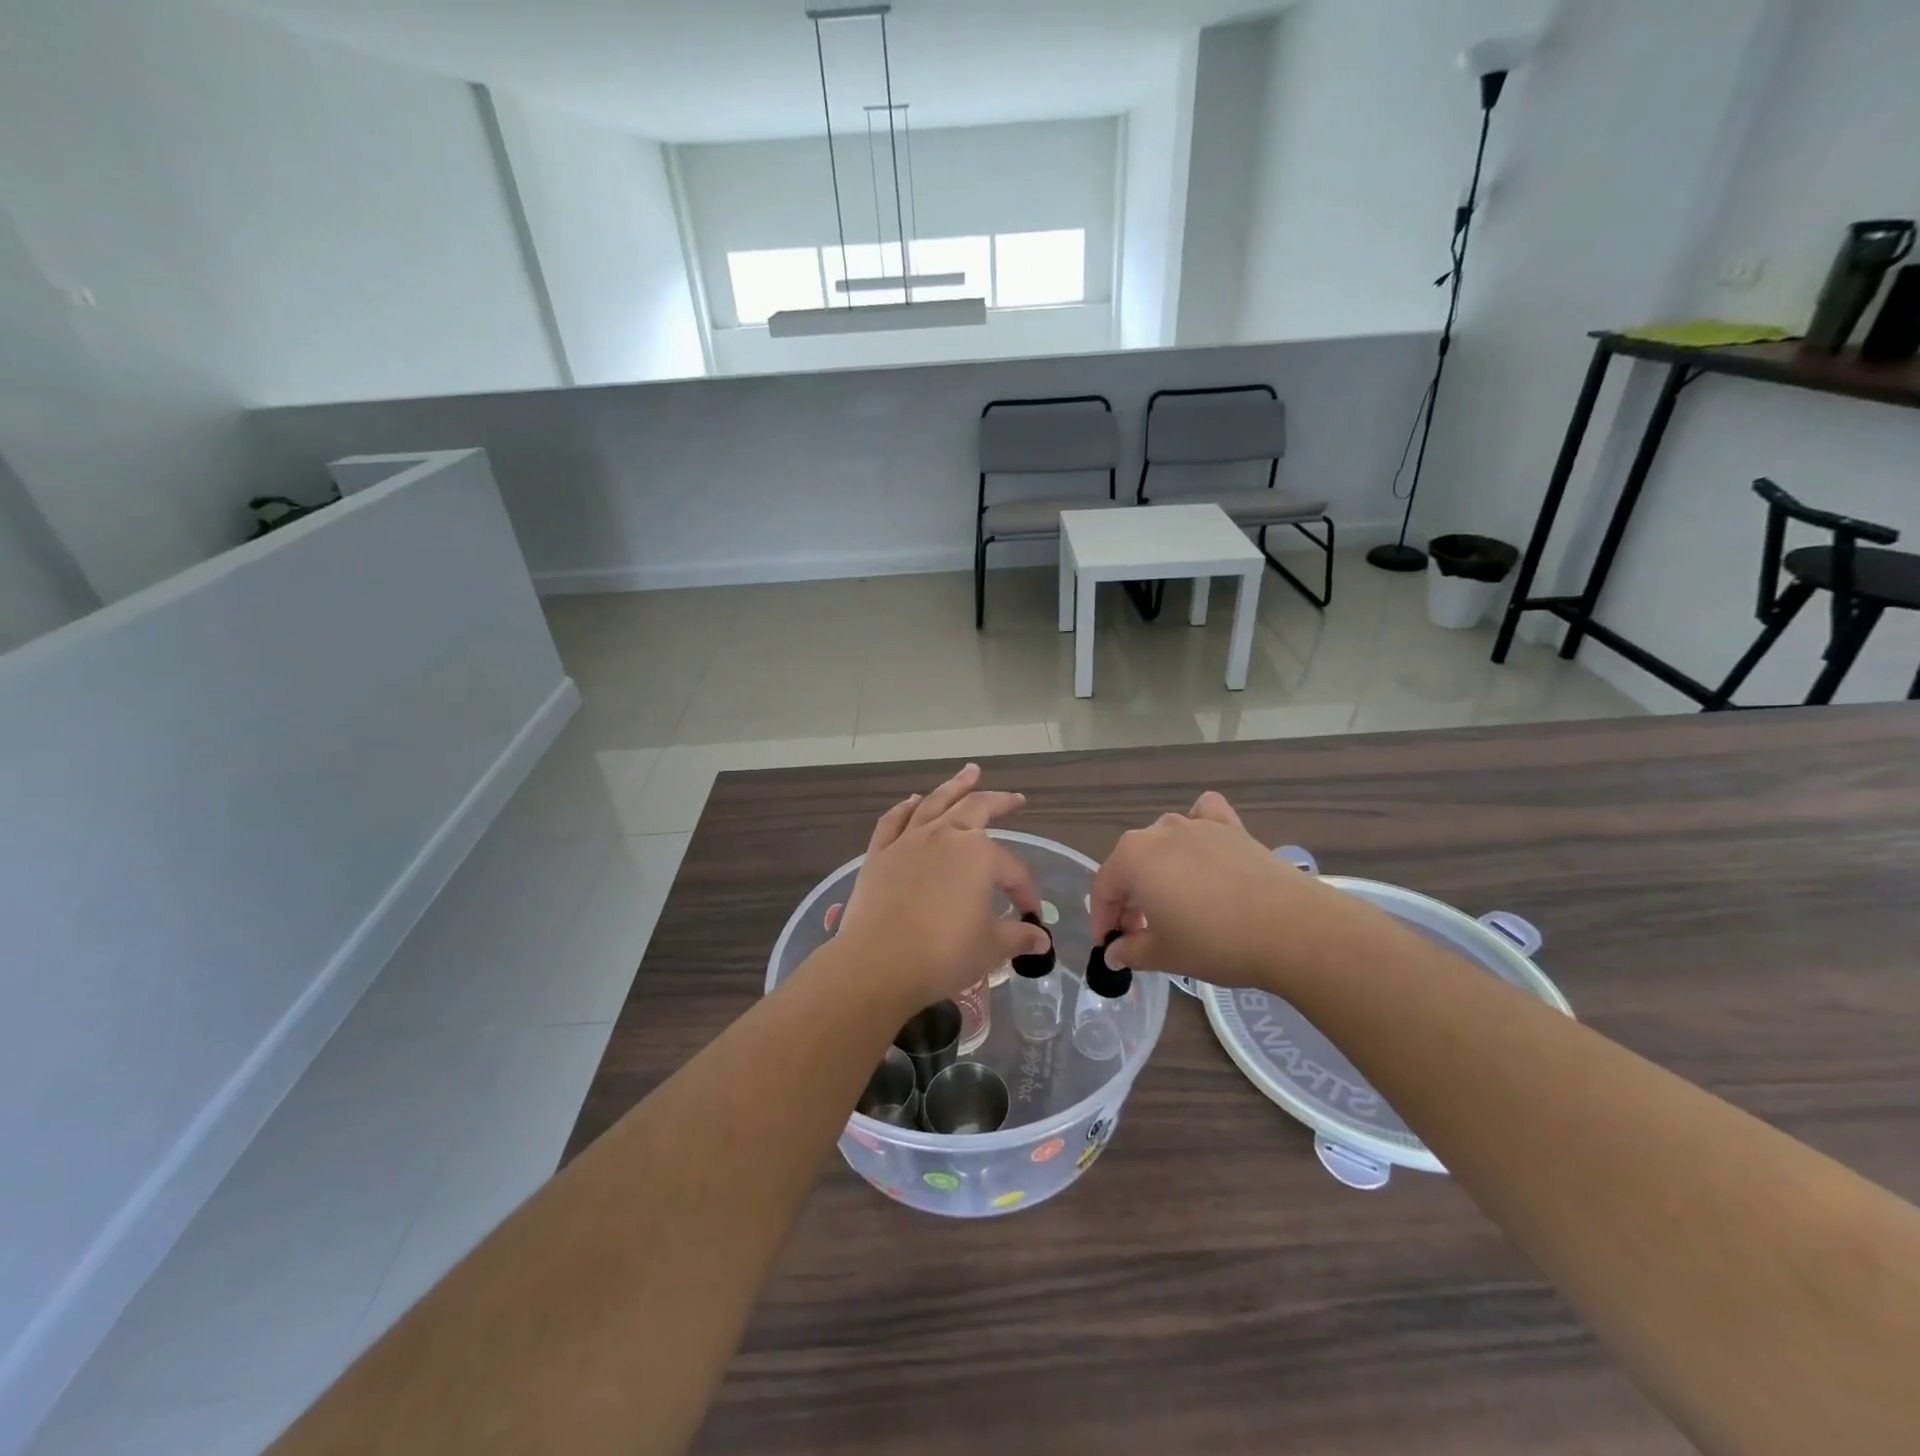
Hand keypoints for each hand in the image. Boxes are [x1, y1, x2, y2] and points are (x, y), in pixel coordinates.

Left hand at [835, 764, 1051, 1013]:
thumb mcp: (990, 948)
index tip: (1030, 914)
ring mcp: (908, 841)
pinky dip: (905, 807)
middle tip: (1015, 798)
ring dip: (954, 786)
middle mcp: (945, 836)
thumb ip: (1018, 937)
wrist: (878, 963)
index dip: (1025, 891)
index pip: (1012, 869)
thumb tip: (1041, 941)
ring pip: (935, 803)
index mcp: (978, 855)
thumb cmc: (943, 954)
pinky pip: (894, 821)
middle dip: (1000, 802)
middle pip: (976, 809)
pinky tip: (912, 800)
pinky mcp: (879, 853)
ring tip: (969, 772)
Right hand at [1090, 791, 1360, 991]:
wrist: (1291, 929)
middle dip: (1129, 897)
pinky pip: (1205, 816)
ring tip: (1173, 902)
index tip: (1109, 946)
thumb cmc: (1215, 942)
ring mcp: (1197, 824)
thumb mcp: (1164, 954)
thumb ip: (1131, 950)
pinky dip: (1199, 827)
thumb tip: (1115, 953)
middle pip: (1131, 863)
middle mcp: (1159, 831)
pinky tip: (1204, 847)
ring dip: (1159, 869)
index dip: (1102, 919)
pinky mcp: (1232, 827)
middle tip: (1139, 932)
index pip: (1103, 887)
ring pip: (1163, 841)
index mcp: (1132, 857)